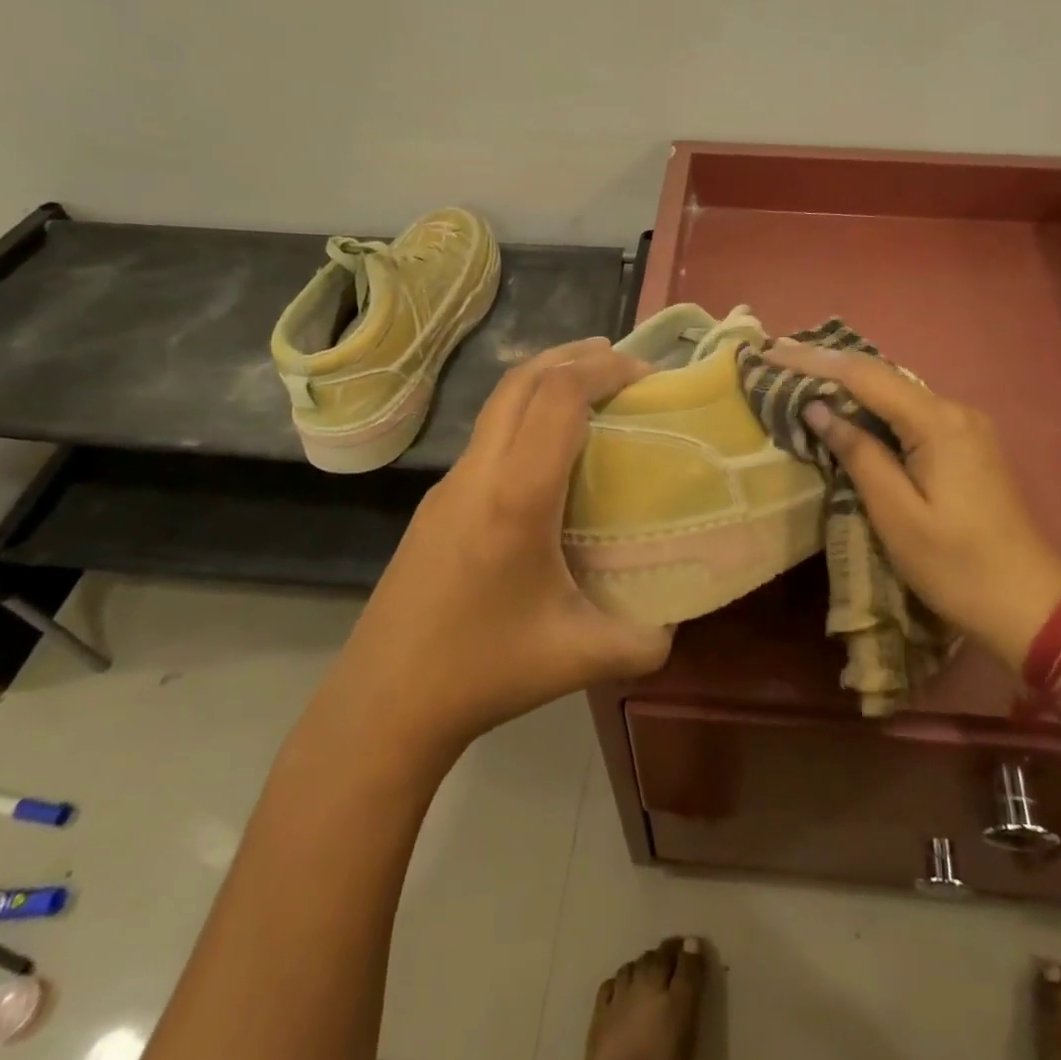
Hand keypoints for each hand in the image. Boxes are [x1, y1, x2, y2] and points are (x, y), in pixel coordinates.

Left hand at [335, 337, 672, 758]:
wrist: (383, 703)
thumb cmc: (484, 671)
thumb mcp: (582, 657)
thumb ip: (646, 638)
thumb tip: (678, 619)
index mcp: (516, 497)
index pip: (560, 396)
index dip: (606, 370)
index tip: (648, 375)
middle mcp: (478, 474)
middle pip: (523, 380)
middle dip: (576, 356)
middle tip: (625, 362)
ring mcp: (448, 485)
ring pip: (499, 403)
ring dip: (547, 381)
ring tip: (592, 391)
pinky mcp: (435, 503)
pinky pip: (488, 435)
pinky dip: (526, 414)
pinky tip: (550, 454)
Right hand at [766, 342, 1060, 669]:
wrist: (1030, 605)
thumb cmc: (957, 566)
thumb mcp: (897, 515)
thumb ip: (858, 455)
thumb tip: (819, 409)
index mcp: (939, 423)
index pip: (864, 376)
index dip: (813, 361)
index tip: (771, 354)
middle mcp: (956, 410)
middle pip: (881, 377)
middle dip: (828, 366)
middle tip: (778, 360)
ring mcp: (967, 427)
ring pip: (896, 394)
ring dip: (849, 386)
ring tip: (801, 377)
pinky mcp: (968, 446)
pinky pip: (911, 414)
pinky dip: (874, 409)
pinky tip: (848, 410)